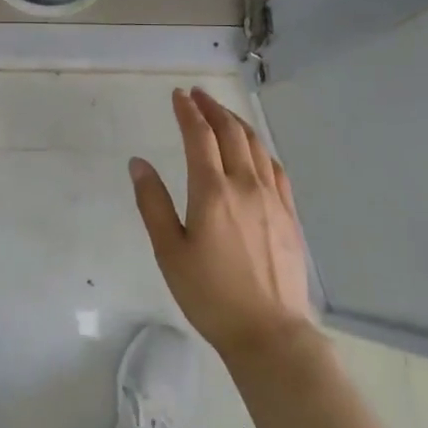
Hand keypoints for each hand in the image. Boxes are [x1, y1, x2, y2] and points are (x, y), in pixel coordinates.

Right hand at [129, 88, 315, 361]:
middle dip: (212, 108)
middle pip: (231, 132)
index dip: (187, 111)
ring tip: (222, 113)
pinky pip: (276, 168)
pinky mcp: (289, 215)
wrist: (269, 333)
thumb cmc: (210, 294)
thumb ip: (152, 203)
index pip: (199, 136)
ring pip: (256, 146)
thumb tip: (138, 163)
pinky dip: (261, 148)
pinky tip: (255, 151)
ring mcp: (272, 199)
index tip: (178, 95)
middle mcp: (245, 185)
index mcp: (212, 191)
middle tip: (198, 95)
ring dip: (237, 122)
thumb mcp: (169, 252)